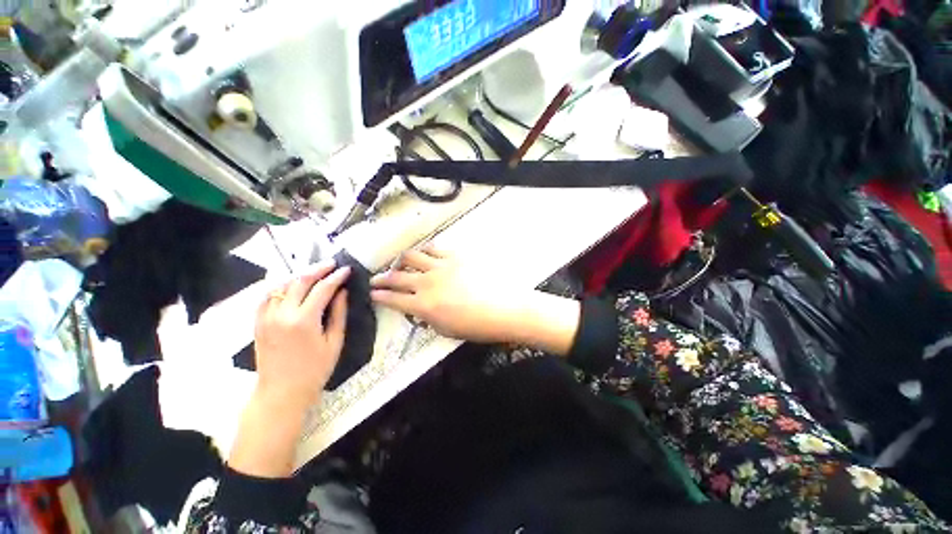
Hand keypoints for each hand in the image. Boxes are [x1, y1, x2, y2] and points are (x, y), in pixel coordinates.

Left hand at [254, 261, 350, 408]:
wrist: (281, 393)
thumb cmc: (315, 370)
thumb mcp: (334, 342)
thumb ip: (338, 314)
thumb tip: (342, 292)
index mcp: (304, 320)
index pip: (322, 289)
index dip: (336, 276)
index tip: (347, 269)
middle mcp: (282, 314)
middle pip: (300, 281)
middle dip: (318, 269)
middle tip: (332, 264)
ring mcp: (266, 317)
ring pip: (282, 285)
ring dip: (300, 276)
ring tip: (315, 273)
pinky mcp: (258, 323)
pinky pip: (267, 297)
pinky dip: (280, 287)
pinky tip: (291, 286)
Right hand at [370, 245, 527, 343]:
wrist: (505, 308)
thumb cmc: (478, 326)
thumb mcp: (447, 330)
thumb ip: (429, 318)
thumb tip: (420, 310)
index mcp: (423, 306)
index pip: (393, 299)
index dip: (380, 296)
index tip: (373, 293)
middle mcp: (427, 283)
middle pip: (397, 276)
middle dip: (382, 278)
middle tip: (376, 278)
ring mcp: (441, 266)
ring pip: (411, 257)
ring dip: (401, 261)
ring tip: (401, 263)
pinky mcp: (455, 256)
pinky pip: (434, 248)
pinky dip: (424, 250)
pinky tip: (424, 253)